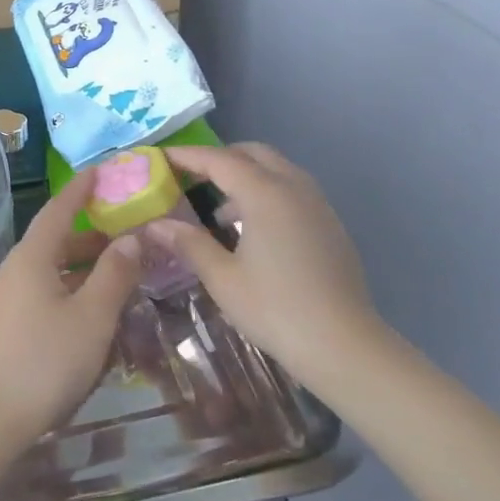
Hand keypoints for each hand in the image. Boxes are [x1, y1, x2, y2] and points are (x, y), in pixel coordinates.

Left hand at [0, 168, 141, 452]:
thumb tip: (130, 238)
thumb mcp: (91, 318)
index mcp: (31, 258)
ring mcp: (0, 300)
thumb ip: (114, 275)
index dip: (81, 189)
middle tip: (126, 237)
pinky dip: (65, 290)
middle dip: (89, 237)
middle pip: (53, 242)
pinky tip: (84, 314)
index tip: (101, 171)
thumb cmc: (43, 362)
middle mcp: (11, 271)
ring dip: (79, 268)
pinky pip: (37, 293)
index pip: (58, 210)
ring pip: (46, 271)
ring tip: (114, 277)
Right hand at [144, 143, 388, 388]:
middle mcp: (294, 188)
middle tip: (189, 177)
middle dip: (219, 158)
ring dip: (244, 176)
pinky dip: (266, 193)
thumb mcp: (222, 278)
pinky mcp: (329, 225)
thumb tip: (155, 225)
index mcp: (265, 194)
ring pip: (276, 170)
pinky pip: (292, 190)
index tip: (160, 158)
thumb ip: (189, 244)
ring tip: (218, 211)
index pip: (219, 160)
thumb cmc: (276, 309)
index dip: (187, 156)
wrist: (344, 346)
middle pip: (252, 154)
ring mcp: (317, 205)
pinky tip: (251, 230)